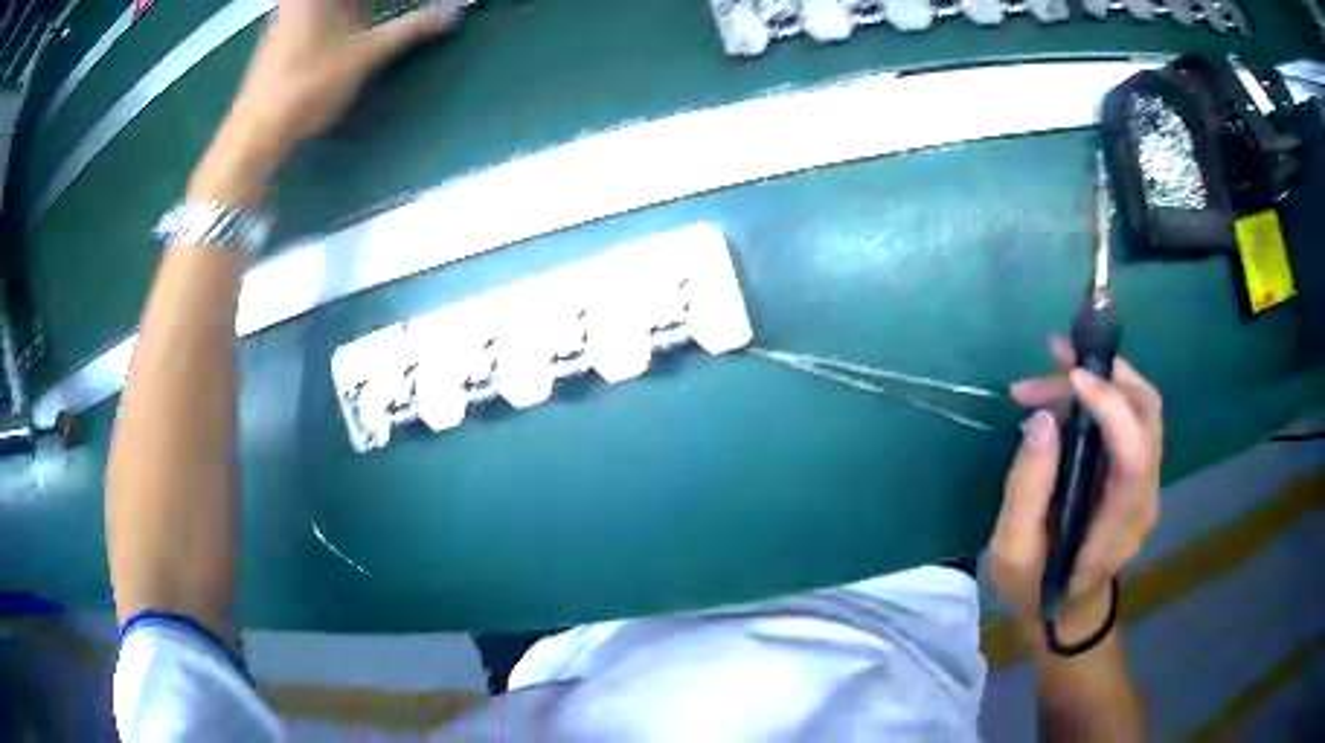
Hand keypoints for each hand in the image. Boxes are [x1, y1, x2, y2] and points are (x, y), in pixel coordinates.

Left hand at [189, 0, 461, 203]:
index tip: (389, 14)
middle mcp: (297, 1)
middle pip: (339, 2)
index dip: (367, 6)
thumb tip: (454, 12)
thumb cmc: (308, 86)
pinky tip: (344, 34)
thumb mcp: (367, 55)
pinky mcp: (279, 40)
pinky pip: (313, 16)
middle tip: (374, 17)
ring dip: (351, 11)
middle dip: (360, 8)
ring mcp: (285, 19)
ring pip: (324, 7)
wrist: (255, 134)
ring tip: (365, 24)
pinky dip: (335, 17)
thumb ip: (412, 29)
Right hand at [989, 337, 1162, 643]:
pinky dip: (1103, 391)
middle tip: (1055, 357)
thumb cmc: (1037, 588)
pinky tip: (1068, 390)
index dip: (1111, 406)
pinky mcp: (1136, 469)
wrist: (1067, 610)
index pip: (1136, 451)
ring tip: (1053, 368)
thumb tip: (1041, 419)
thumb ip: (1026, 490)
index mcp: (1121, 523)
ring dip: (1103, 376)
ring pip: (1142, 405)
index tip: (1069, 377)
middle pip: (1148, 412)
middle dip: (1106, 374)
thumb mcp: (1014, 553)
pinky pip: (1130, 415)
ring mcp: (1146, 479)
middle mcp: (1146, 493)